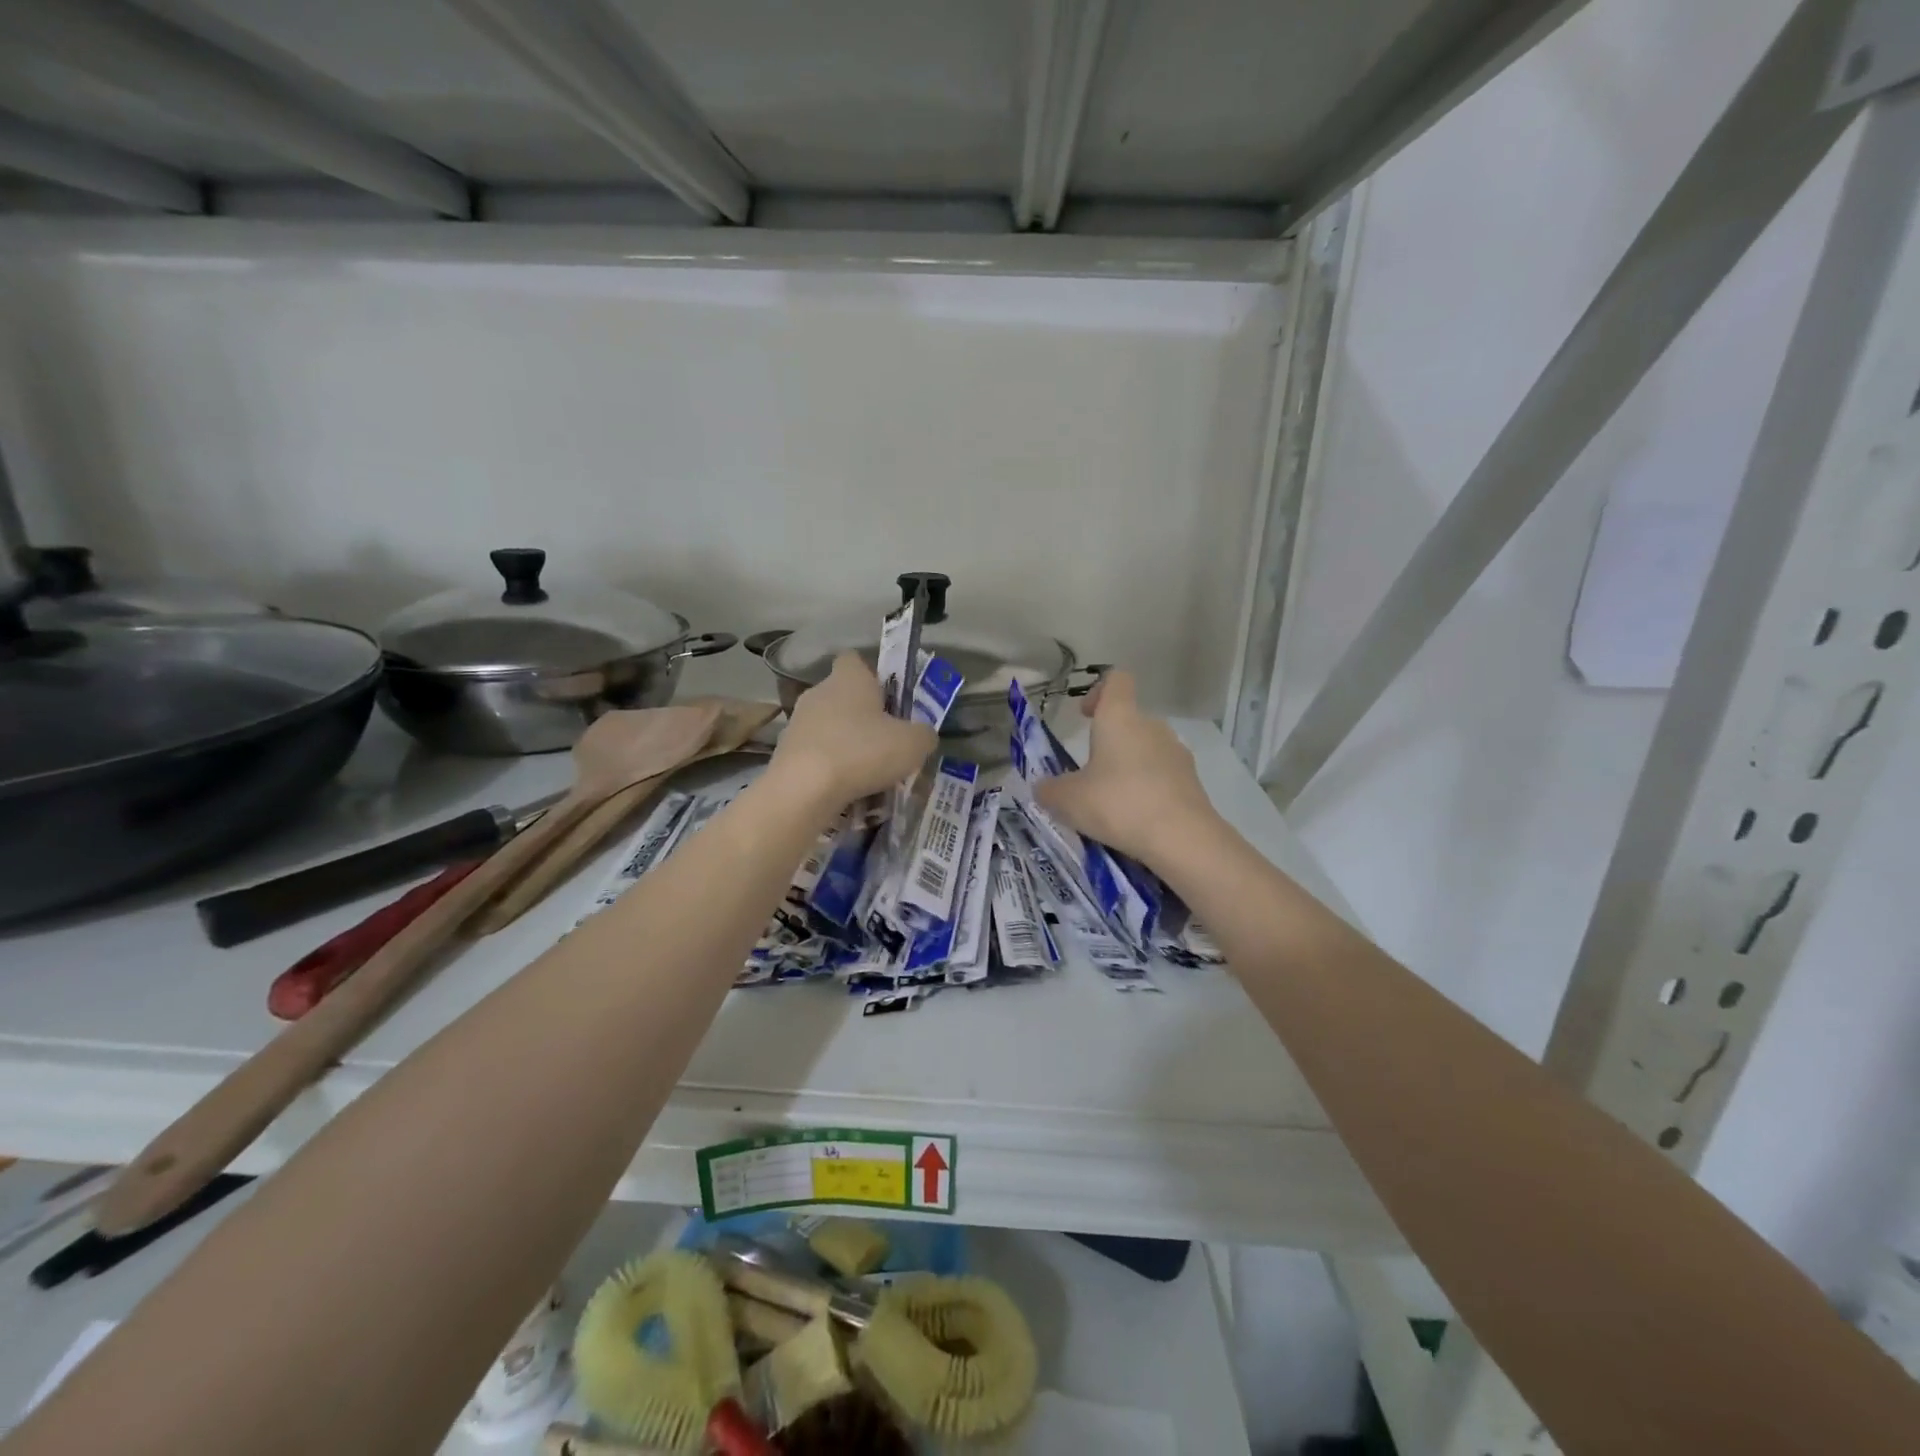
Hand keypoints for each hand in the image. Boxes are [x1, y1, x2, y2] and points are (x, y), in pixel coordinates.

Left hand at [770, 653, 936, 810]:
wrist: (804, 789)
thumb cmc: (863, 752)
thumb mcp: (913, 744)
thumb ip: (924, 734)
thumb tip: (923, 735)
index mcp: (849, 678)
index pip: (854, 659)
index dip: (872, 675)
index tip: (888, 698)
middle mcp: (818, 692)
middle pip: (843, 696)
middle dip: (863, 717)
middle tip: (887, 742)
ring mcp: (797, 723)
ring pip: (829, 728)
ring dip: (846, 745)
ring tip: (869, 774)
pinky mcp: (785, 753)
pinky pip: (816, 755)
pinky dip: (830, 768)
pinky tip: (846, 790)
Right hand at [1033, 670, 1218, 868]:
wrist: (1181, 838)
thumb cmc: (1117, 804)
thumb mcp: (1067, 800)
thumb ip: (1049, 790)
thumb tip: (1043, 788)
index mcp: (1120, 717)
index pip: (1116, 680)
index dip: (1099, 691)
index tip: (1085, 716)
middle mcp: (1152, 726)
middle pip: (1130, 720)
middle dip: (1109, 742)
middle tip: (1089, 772)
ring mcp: (1177, 753)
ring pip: (1147, 749)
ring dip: (1129, 767)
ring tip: (1112, 801)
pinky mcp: (1192, 781)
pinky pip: (1163, 776)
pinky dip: (1148, 789)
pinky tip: (1136, 818)